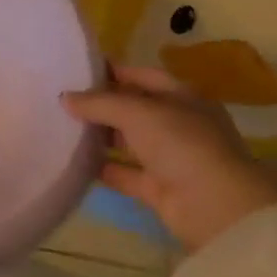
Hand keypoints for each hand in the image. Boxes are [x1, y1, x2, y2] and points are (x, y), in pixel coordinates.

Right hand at [64, 65, 276, 251]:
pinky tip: (73, 161)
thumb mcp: (136, 112)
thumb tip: (64, 97)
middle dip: (102, 104)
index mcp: (183, 98)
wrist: (215, 206)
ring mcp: (170, 158)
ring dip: (100, 136)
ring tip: (61, 127)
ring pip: (128, 141)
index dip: (114, 71)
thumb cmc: (181, 144)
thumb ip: (98, 102)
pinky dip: (102, 168)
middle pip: (134, 109)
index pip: (144, 76)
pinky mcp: (158, 188)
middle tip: (62, 99)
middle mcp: (178, 125)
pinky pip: (123, 173)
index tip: (78, 69)